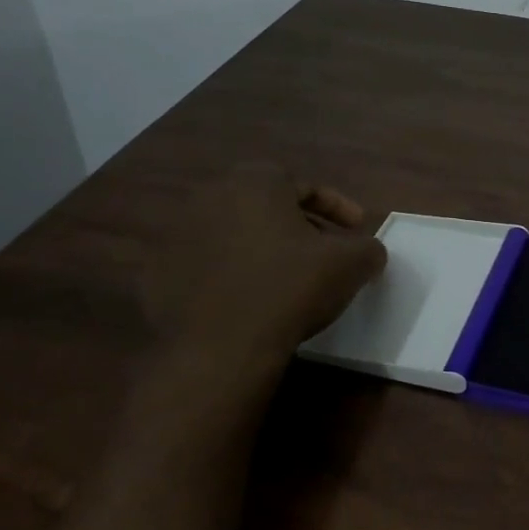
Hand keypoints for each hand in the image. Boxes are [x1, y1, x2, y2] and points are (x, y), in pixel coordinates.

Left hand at [142, 164, 387, 364]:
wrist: (221, 347)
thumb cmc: (291, 288)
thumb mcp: (350, 264)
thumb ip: (369, 248)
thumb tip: (370, 252)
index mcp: (255, 182)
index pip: (306, 186)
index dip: (338, 207)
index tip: (357, 230)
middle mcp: (210, 196)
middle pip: (268, 206)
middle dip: (299, 226)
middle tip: (323, 253)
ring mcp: (177, 234)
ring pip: (235, 233)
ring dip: (263, 249)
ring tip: (287, 278)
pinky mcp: (159, 273)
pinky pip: (207, 265)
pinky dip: (231, 275)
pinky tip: (251, 300)